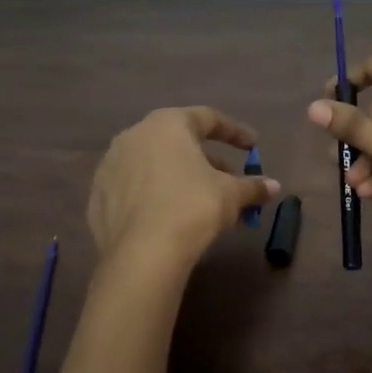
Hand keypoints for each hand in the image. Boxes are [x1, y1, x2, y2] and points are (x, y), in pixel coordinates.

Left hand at [88, 106, 278, 266]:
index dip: (235, 132)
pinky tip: (170, 217)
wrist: (142, 254)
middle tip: (229, 181)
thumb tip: (273, 186)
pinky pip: (135, 189)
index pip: (208, 118)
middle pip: (179, 142)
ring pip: (155, 165)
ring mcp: (111, 166)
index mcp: (167, 124)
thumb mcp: (231, 195)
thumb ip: (252, 186)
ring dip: (180, 178)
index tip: (253, 147)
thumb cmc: (192, 207)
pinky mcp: (98, 197)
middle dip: (208, 160)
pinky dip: (155, 196)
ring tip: (202, 203)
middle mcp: (134, 136)